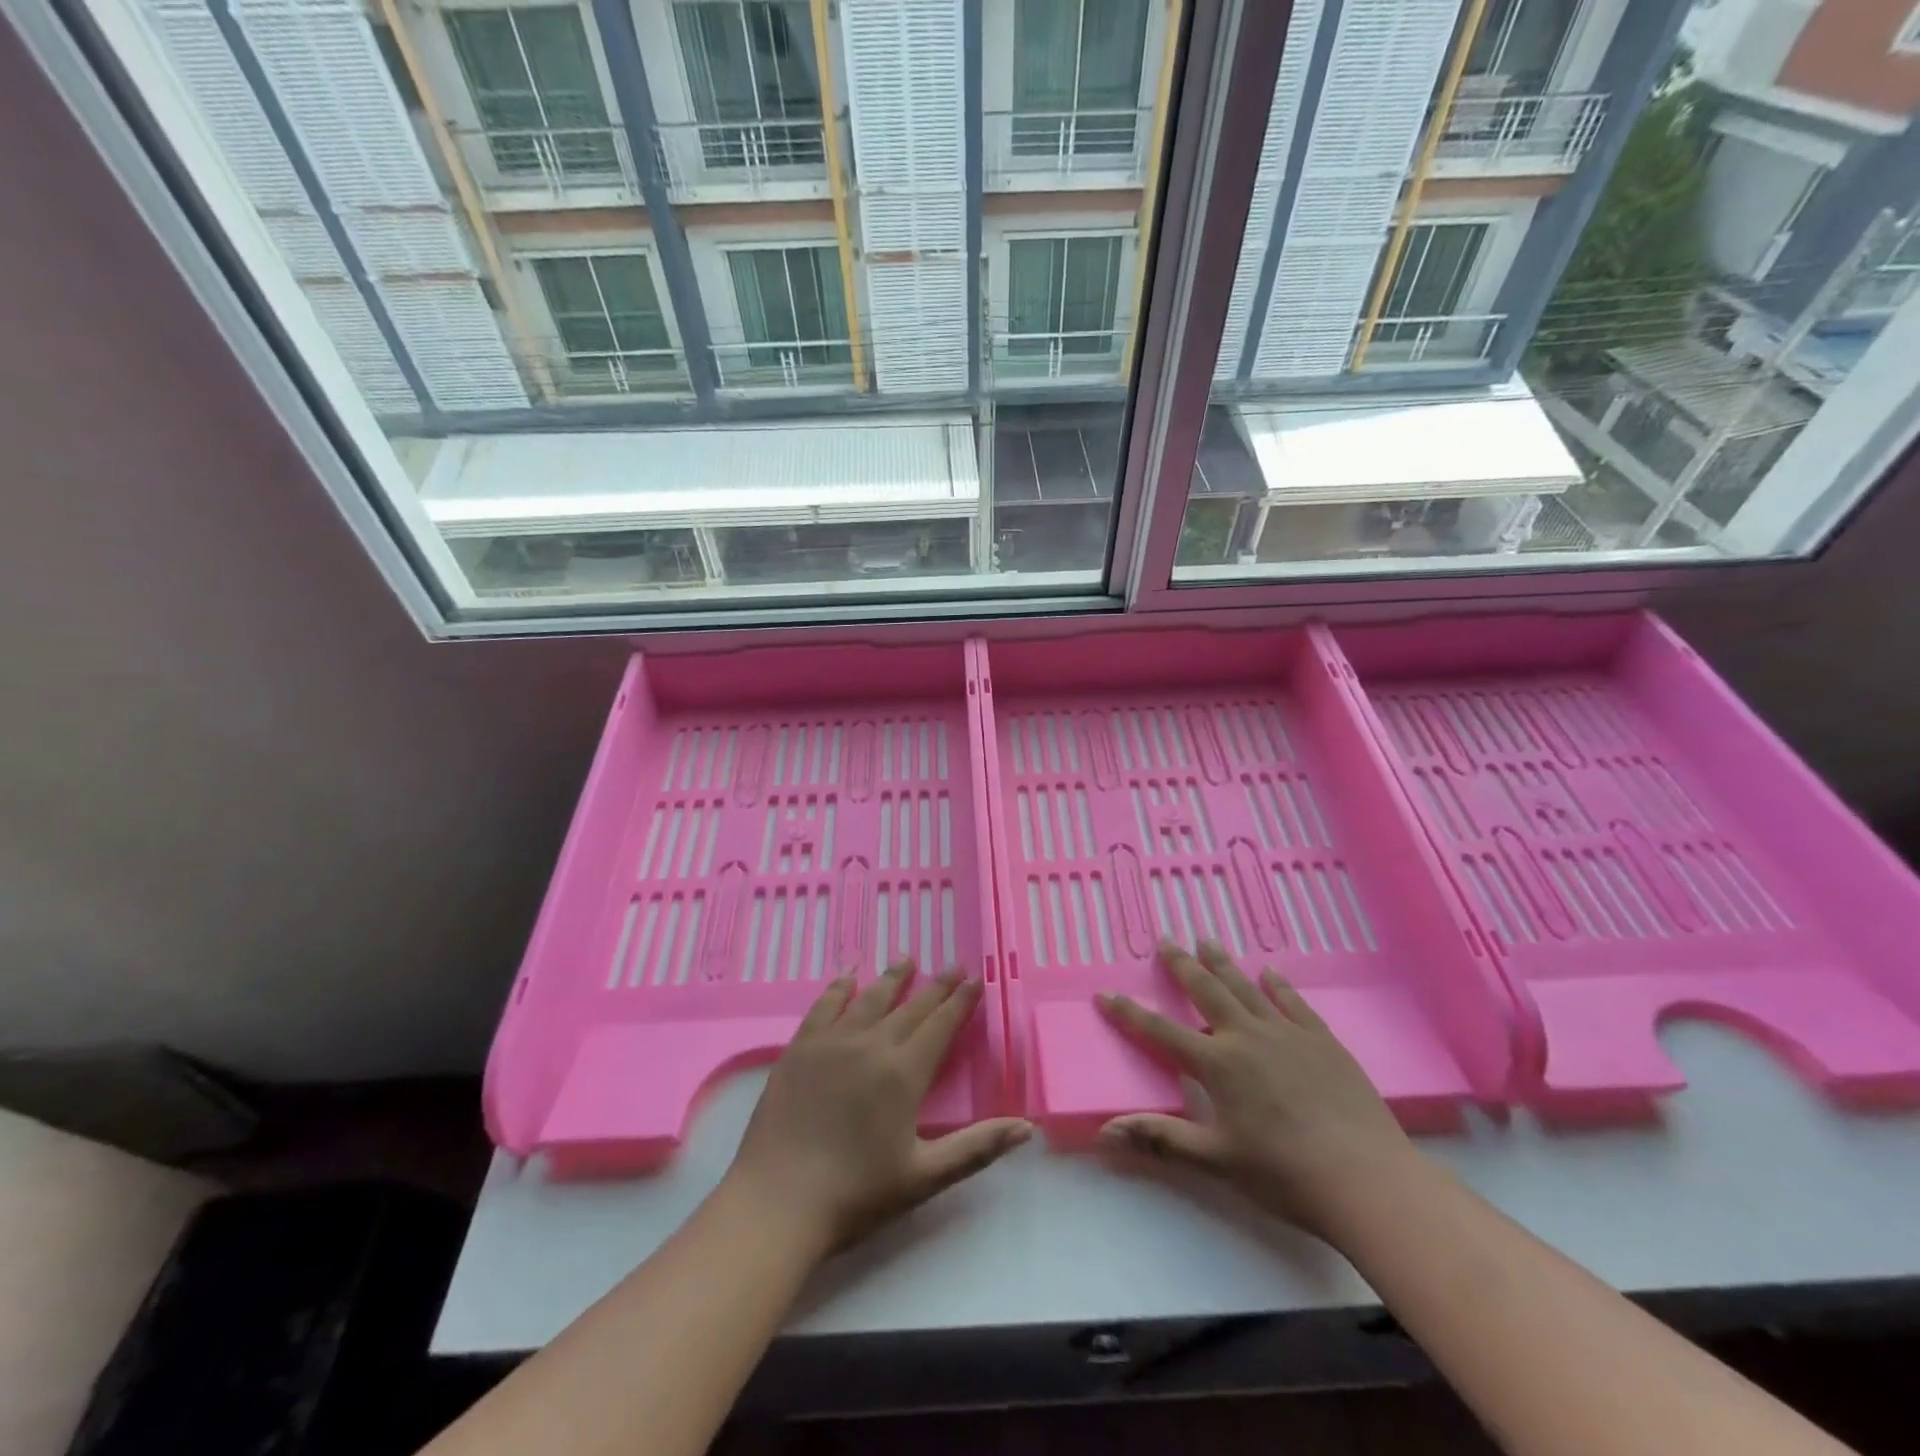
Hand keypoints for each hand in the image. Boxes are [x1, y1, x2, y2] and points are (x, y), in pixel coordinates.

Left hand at [724, 960, 1031, 1257]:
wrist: (777, 1203)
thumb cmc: (855, 1195)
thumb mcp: (924, 1177)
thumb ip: (977, 1147)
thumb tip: (1027, 1126)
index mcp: (904, 1073)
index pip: (940, 1025)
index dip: (960, 1001)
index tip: (975, 979)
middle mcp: (871, 1045)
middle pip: (911, 1006)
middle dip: (936, 986)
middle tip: (953, 965)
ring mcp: (832, 1042)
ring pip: (870, 998)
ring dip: (892, 977)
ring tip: (907, 958)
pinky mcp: (800, 1048)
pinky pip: (825, 1006)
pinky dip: (840, 987)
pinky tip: (848, 975)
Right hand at [1096, 940, 1417, 1240]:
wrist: (1368, 1180)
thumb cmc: (1285, 1174)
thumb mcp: (1217, 1160)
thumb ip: (1161, 1139)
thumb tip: (1105, 1132)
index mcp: (1217, 1065)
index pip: (1161, 1032)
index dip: (1130, 1013)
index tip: (1106, 993)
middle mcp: (1247, 1037)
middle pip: (1206, 992)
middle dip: (1181, 966)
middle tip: (1166, 941)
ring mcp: (1287, 1034)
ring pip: (1246, 988)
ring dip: (1223, 964)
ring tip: (1207, 941)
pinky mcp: (1322, 1040)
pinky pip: (1293, 1002)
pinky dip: (1277, 985)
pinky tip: (1270, 972)